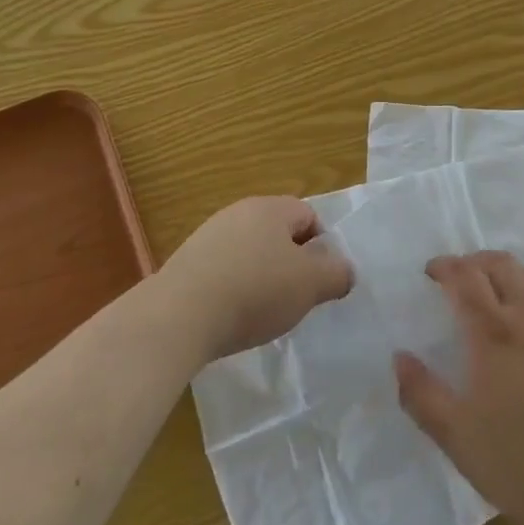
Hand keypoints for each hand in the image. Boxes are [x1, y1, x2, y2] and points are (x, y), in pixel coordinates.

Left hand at [162, 196, 353, 360]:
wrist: (179, 315)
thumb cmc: (255, 291)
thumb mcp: (310, 284)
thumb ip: (336, 273)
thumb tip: (344, 269)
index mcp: (271, 208)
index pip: (309, 215)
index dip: (322, 246)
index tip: (319, 280)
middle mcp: (239, 212)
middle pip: (278, 233)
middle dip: (291, 263)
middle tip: (296, 297)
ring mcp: (208, 236)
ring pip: (250, 252)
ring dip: (261, 277)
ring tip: (262, 312)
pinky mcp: (187, 262)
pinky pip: (224, 270)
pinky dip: (234, 289)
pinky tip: (232, 316)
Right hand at [395, 251, 523, 524]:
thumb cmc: (519, 468)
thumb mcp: (456, 437)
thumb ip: (421, 394)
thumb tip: (399, 357)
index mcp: (494, 335)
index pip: (465, 278)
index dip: (445, 267)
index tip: (431, 273)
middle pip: (501, 265)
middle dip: (474, 262)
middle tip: (459, 278)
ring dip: (508, 273)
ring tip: (496, 292)